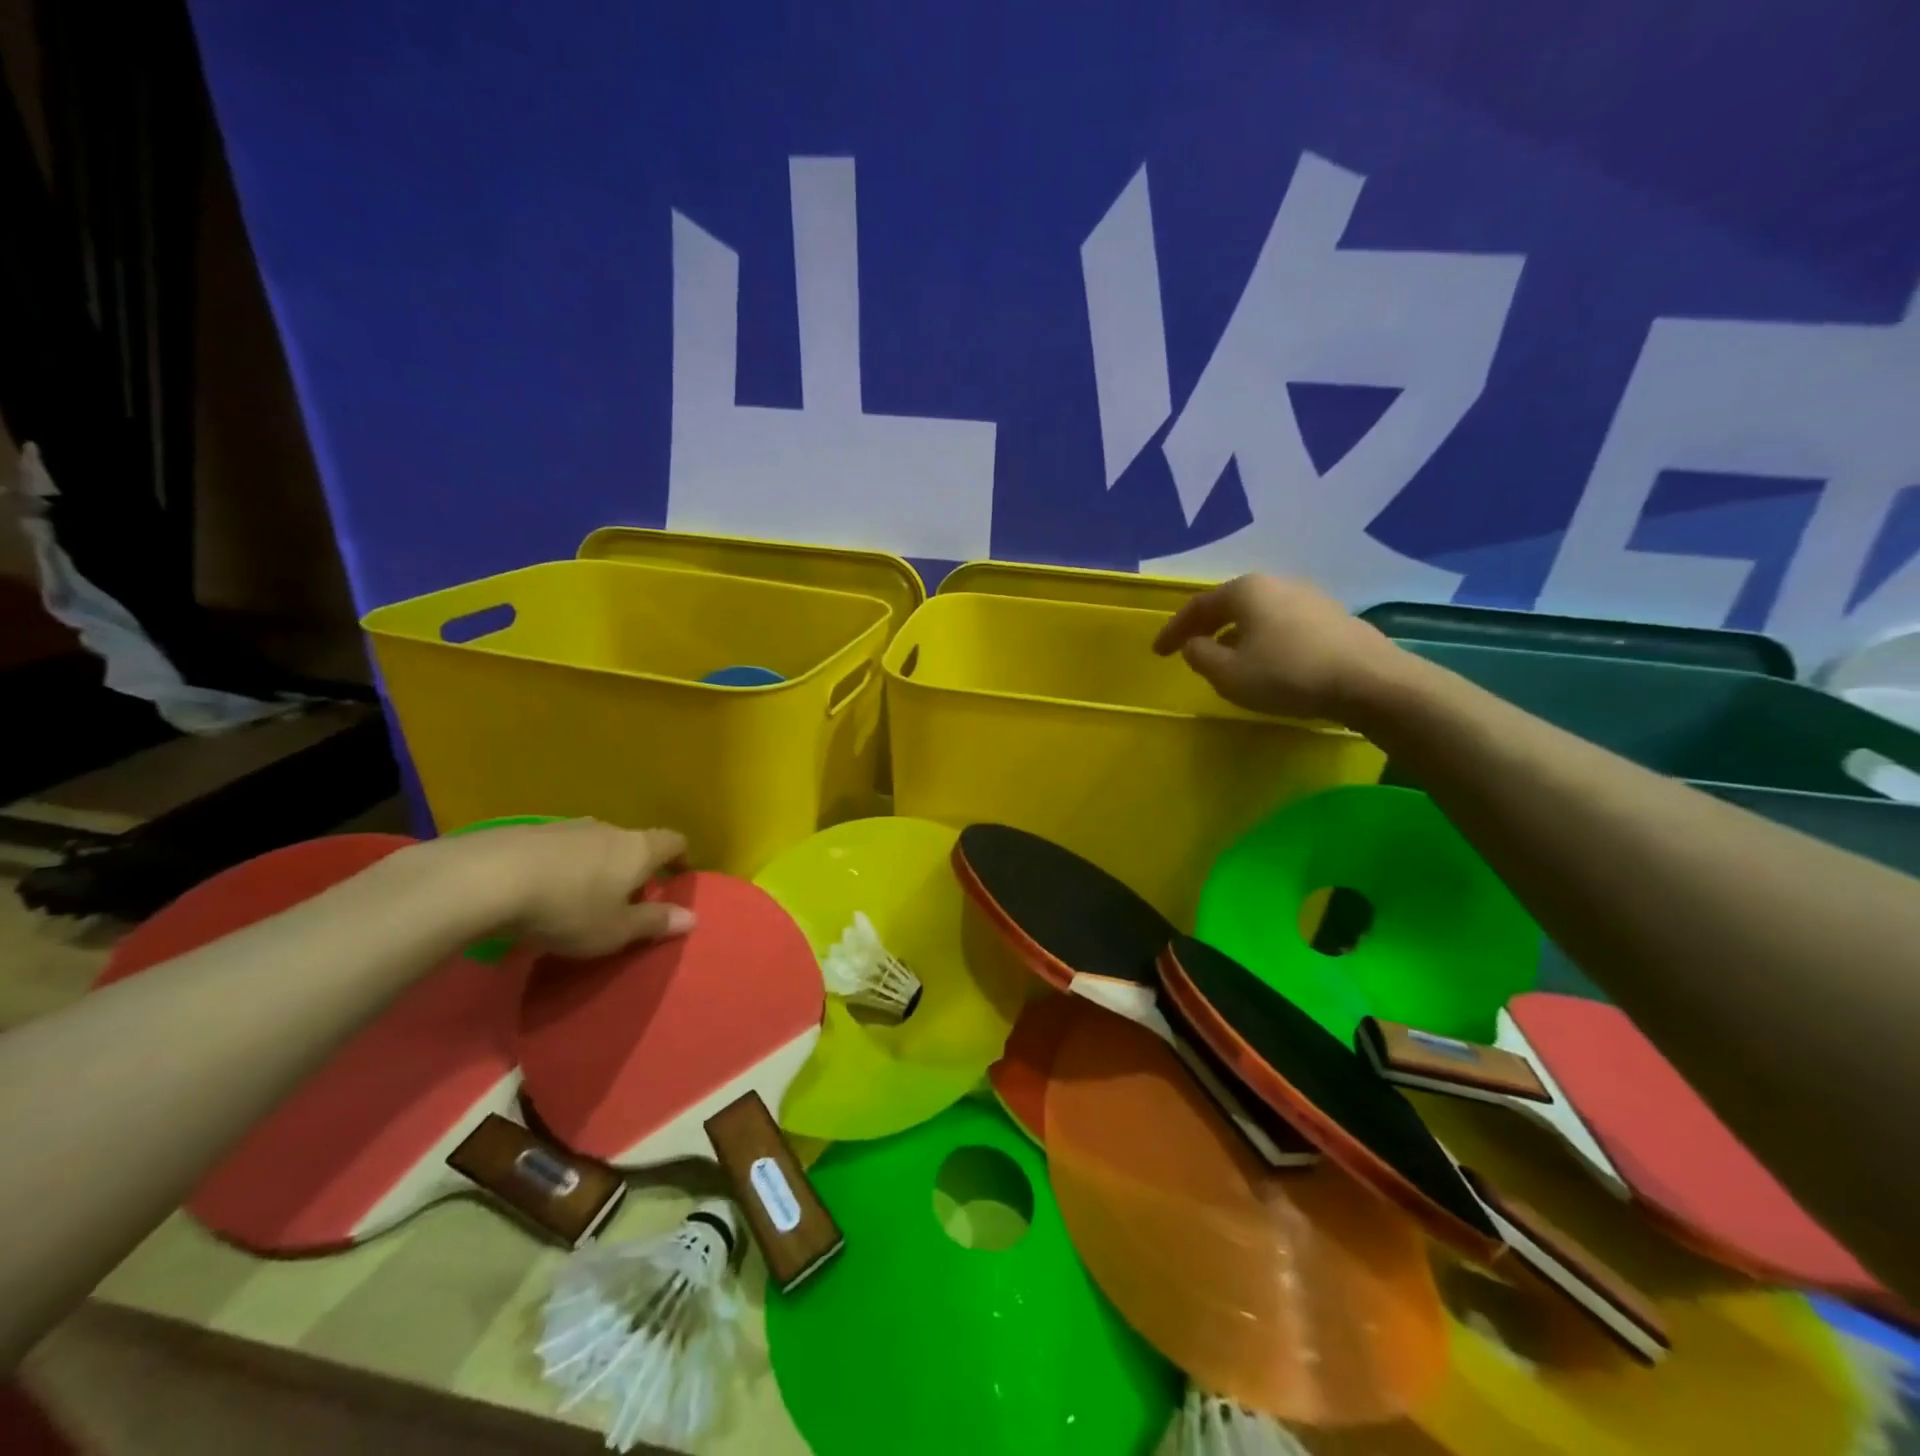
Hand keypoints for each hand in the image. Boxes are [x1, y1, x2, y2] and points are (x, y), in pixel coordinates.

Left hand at [441, 819, 693, 958]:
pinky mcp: (525, 832)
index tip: (678, 876)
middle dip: (633, 868)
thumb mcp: (616, 930)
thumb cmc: (568, 909)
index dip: (680, 857)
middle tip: (625, 899)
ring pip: (592, 845)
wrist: (485, 880)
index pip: (673, 841)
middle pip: (631, 843)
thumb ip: (654, 923)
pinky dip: (559, 867)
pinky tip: (539, 891)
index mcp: (637, 849)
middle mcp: (607, 830)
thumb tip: (693, 918)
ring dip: (593, 867)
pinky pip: (555, 849)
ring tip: (579, 897)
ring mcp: (564, 827)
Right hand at [1152, 574, 1403, 721]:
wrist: (1369, 681)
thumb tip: (1194, 645)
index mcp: (1245, 590)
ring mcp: (1308, 597)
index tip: (1158, 652)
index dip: (1173, 630)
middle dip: (1205, 627)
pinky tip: (1264, 661)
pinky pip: (1281, 624)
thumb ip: (1201, 656)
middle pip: (1229, 604)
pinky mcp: (1331, 616)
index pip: (1197, 607)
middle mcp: (1276, 583)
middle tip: (1188, 649)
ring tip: (1225, 658)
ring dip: (1234, 634)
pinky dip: (1262, 639)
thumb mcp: (1228, 674)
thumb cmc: (1287, 674)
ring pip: (1257, 614)